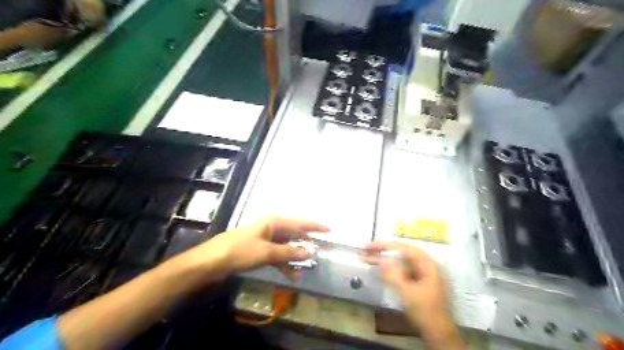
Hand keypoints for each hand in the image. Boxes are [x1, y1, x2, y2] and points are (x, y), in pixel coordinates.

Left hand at [170, 216, 327, 281]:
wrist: (210, 262)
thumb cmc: (239, 251)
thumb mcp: (267, 252)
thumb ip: (289, 252)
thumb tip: (309, 252)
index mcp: (273, 222)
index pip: (299, 223)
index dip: (315, 227)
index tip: (329, 231)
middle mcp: (270, 228)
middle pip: (293, 234)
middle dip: (306, 243)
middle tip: (320, 252)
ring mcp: (264, 239)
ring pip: (286, 246)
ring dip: (295, 256)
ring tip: (307, 267)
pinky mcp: (259, 250)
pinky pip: (277, 255)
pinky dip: (284, 263)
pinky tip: (291, 274)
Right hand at [361, 241, 461, 349]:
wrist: (436, 331)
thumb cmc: (424, 310)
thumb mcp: (407, 292)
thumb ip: (393, 275)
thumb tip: (380, 260)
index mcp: (425, 263)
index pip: (402, 247)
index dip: (384, 245)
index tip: (369, 246)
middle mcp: (422, 264)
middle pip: (399, 252)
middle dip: (382, 251)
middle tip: (364, 250)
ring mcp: (418, 272)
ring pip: (397, 260)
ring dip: (382, 259)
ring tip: (366, 257)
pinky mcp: (414, 280)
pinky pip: (398, 269)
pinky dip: (387, 268)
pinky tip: (376, 268)